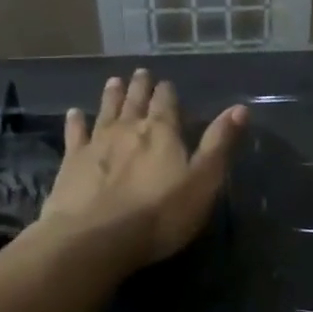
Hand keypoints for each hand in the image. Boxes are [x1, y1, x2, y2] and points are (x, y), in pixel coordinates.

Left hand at [39, 69, 246, 267]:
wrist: (96, 238)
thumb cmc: (160, 214)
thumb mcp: (203, 181)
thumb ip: (219, 144)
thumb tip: (240, 108)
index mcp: (162, 132)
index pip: (166, 103)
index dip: (167, 92)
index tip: (166, 82)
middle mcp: (128, 129)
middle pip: (135, 102)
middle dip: (140, 87)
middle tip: (140, 73)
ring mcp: (96, 144)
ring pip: (106, 111)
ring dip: (112, 96)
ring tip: (114, 81)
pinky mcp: (72, 163)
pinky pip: (74, 135)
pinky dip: (75, 122)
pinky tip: (74, 113)